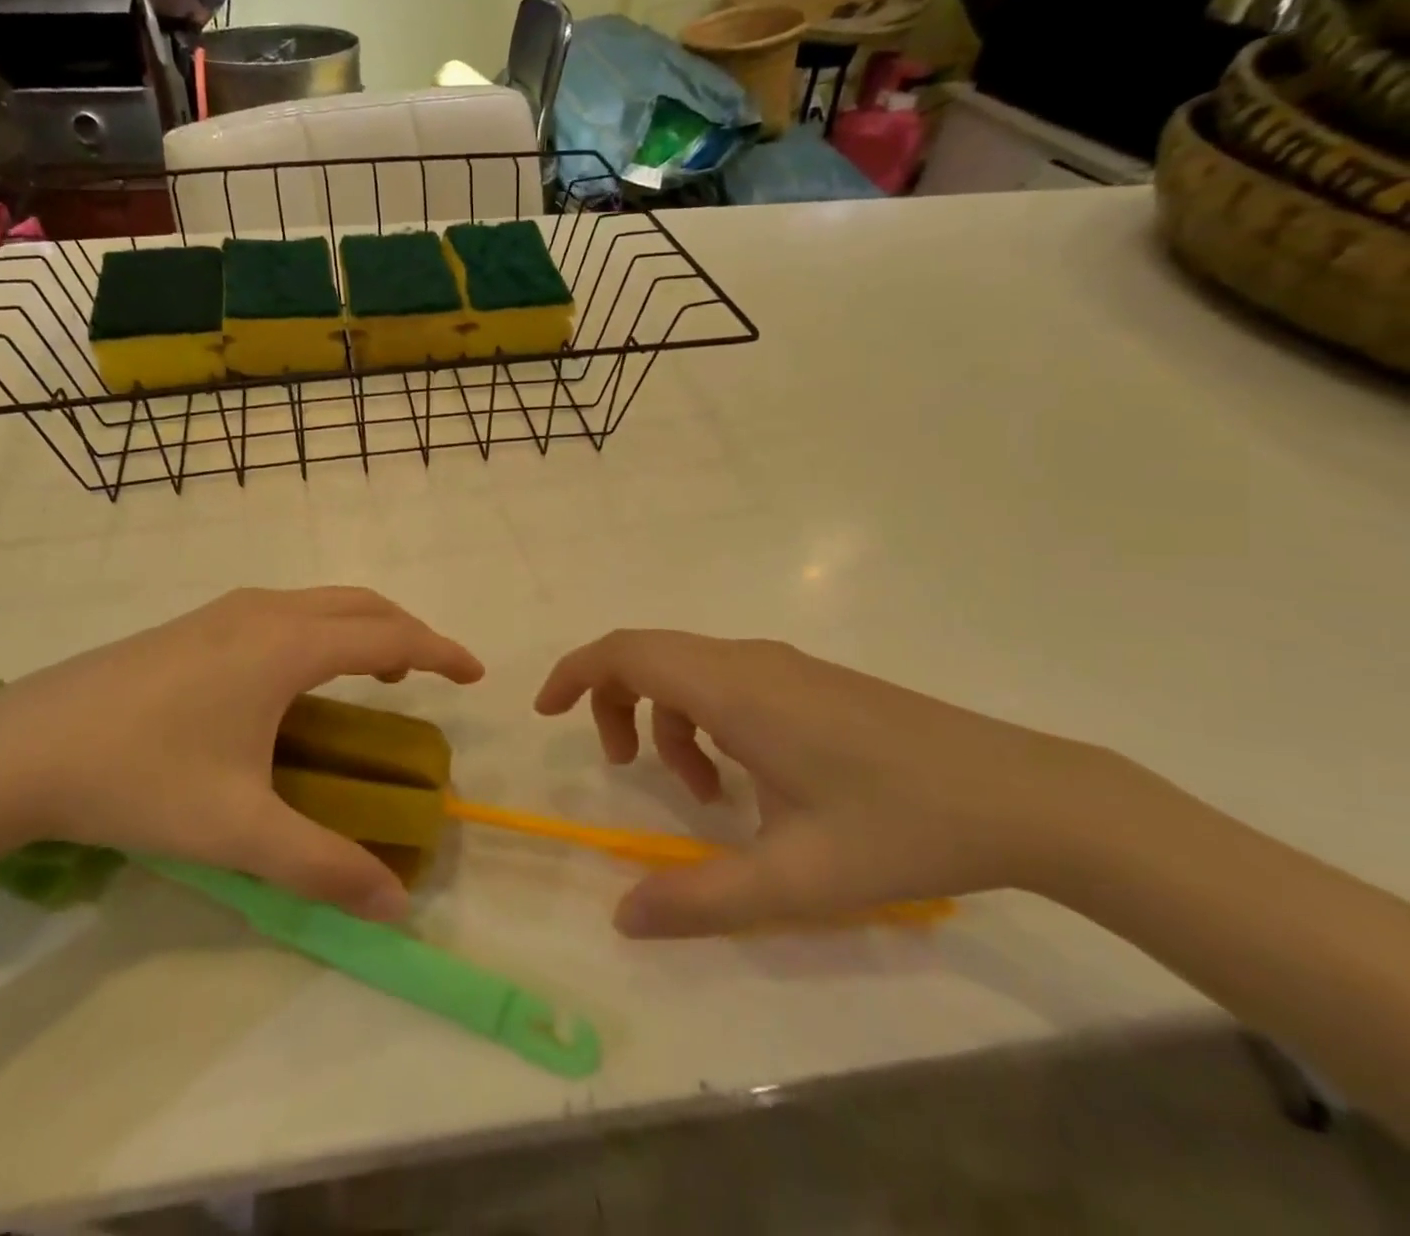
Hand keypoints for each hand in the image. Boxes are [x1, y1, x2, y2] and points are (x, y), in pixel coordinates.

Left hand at [0, 588, 483, 920]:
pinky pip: (284, 612)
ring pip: (319, 602)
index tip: (475, 673)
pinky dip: (321, 630)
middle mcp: (263, 612)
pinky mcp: (193, 625)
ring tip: (376, 676)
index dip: (439, 651)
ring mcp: (223, 612)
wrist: (17, 748)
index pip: (388, 635)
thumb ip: (323, 866)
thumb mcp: (238, 830)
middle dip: (406, 632)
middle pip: (359, 604)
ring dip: (361, 628)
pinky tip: (299, 678)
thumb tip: (397, 904)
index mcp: (286, 645)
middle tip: (431, 676)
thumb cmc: (139, 777)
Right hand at [536, 632, 1136, 936]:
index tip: (547, 712)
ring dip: (669, 721)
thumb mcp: (793, 878)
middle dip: (614, 702)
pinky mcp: (808, 679)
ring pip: (689, 670)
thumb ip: (699, 898)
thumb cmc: (900, 827)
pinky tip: (747, 781)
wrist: (1022, 795)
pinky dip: (707, 721)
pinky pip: (727, 682)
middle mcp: (748, 661)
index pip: (627, 651)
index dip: (575, 672)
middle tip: (622, 768)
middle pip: (649, 654)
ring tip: (701, 794)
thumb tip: (622, 918)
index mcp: (732, 688)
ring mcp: (782, 666)